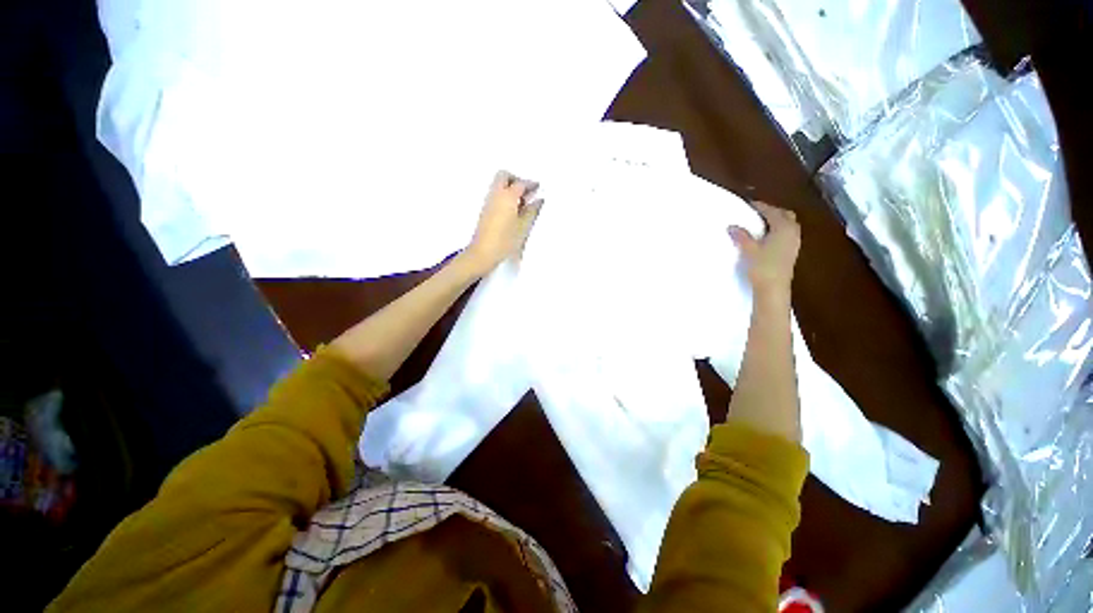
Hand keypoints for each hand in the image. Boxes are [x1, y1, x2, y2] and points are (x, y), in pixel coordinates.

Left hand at [463, 170, 543, 274]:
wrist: (483, 253)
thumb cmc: (505, 241)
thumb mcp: (524, 227)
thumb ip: (532, 211)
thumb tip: (538, 201)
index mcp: (507, 196)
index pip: (521, 183)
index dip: (531, 184)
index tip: (538, 188)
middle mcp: (496, 195)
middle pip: (504, 176)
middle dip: (516, 180)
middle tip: (527, 191)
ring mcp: (488, 202)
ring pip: (499, 185)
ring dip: (510, 188)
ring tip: (522, 203)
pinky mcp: (485, 210)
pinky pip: (496, 194)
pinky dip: (505, 196)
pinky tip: (513, 210)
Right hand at [729, 201, 800, 299]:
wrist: (774, 289)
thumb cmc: (763, 267)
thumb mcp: (749, 250)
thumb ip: (741, 236)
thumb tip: (732, 227)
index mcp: (784, 228)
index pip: (772, 212)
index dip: (761, 206)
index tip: (749, 203)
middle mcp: (793, 232)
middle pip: (785, 215)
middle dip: (772, 212)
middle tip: (756, 212)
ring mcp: (794, 243)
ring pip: (787, 225)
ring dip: (775, 222)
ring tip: (759, 224)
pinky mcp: (791, 252)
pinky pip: (786, 234)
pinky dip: (776, 231)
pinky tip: (765, 237)